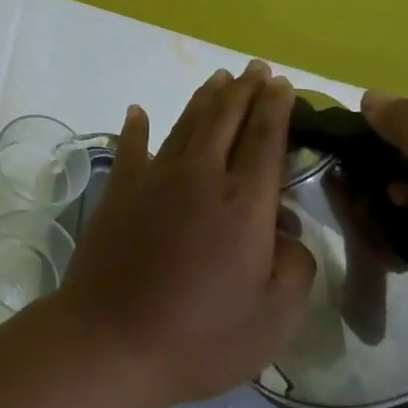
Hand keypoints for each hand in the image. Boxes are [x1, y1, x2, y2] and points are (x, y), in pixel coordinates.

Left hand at [56, 62, 316, 407]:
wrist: (113, 338)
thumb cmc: (201, 336)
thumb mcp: (274, 317)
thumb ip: (294, 266)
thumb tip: (285, 230)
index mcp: (245, 203)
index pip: (266, 140)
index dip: (276, 108)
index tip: (283, 83)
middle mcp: (200, 176)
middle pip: (226, 119)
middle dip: (244, 90)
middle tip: (256, 69)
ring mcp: (154, 177)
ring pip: (185, 124)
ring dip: (204, 99)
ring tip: (219, 78)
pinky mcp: (119, 189)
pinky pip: (130, 146)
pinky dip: (135, 126)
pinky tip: (137, 111)